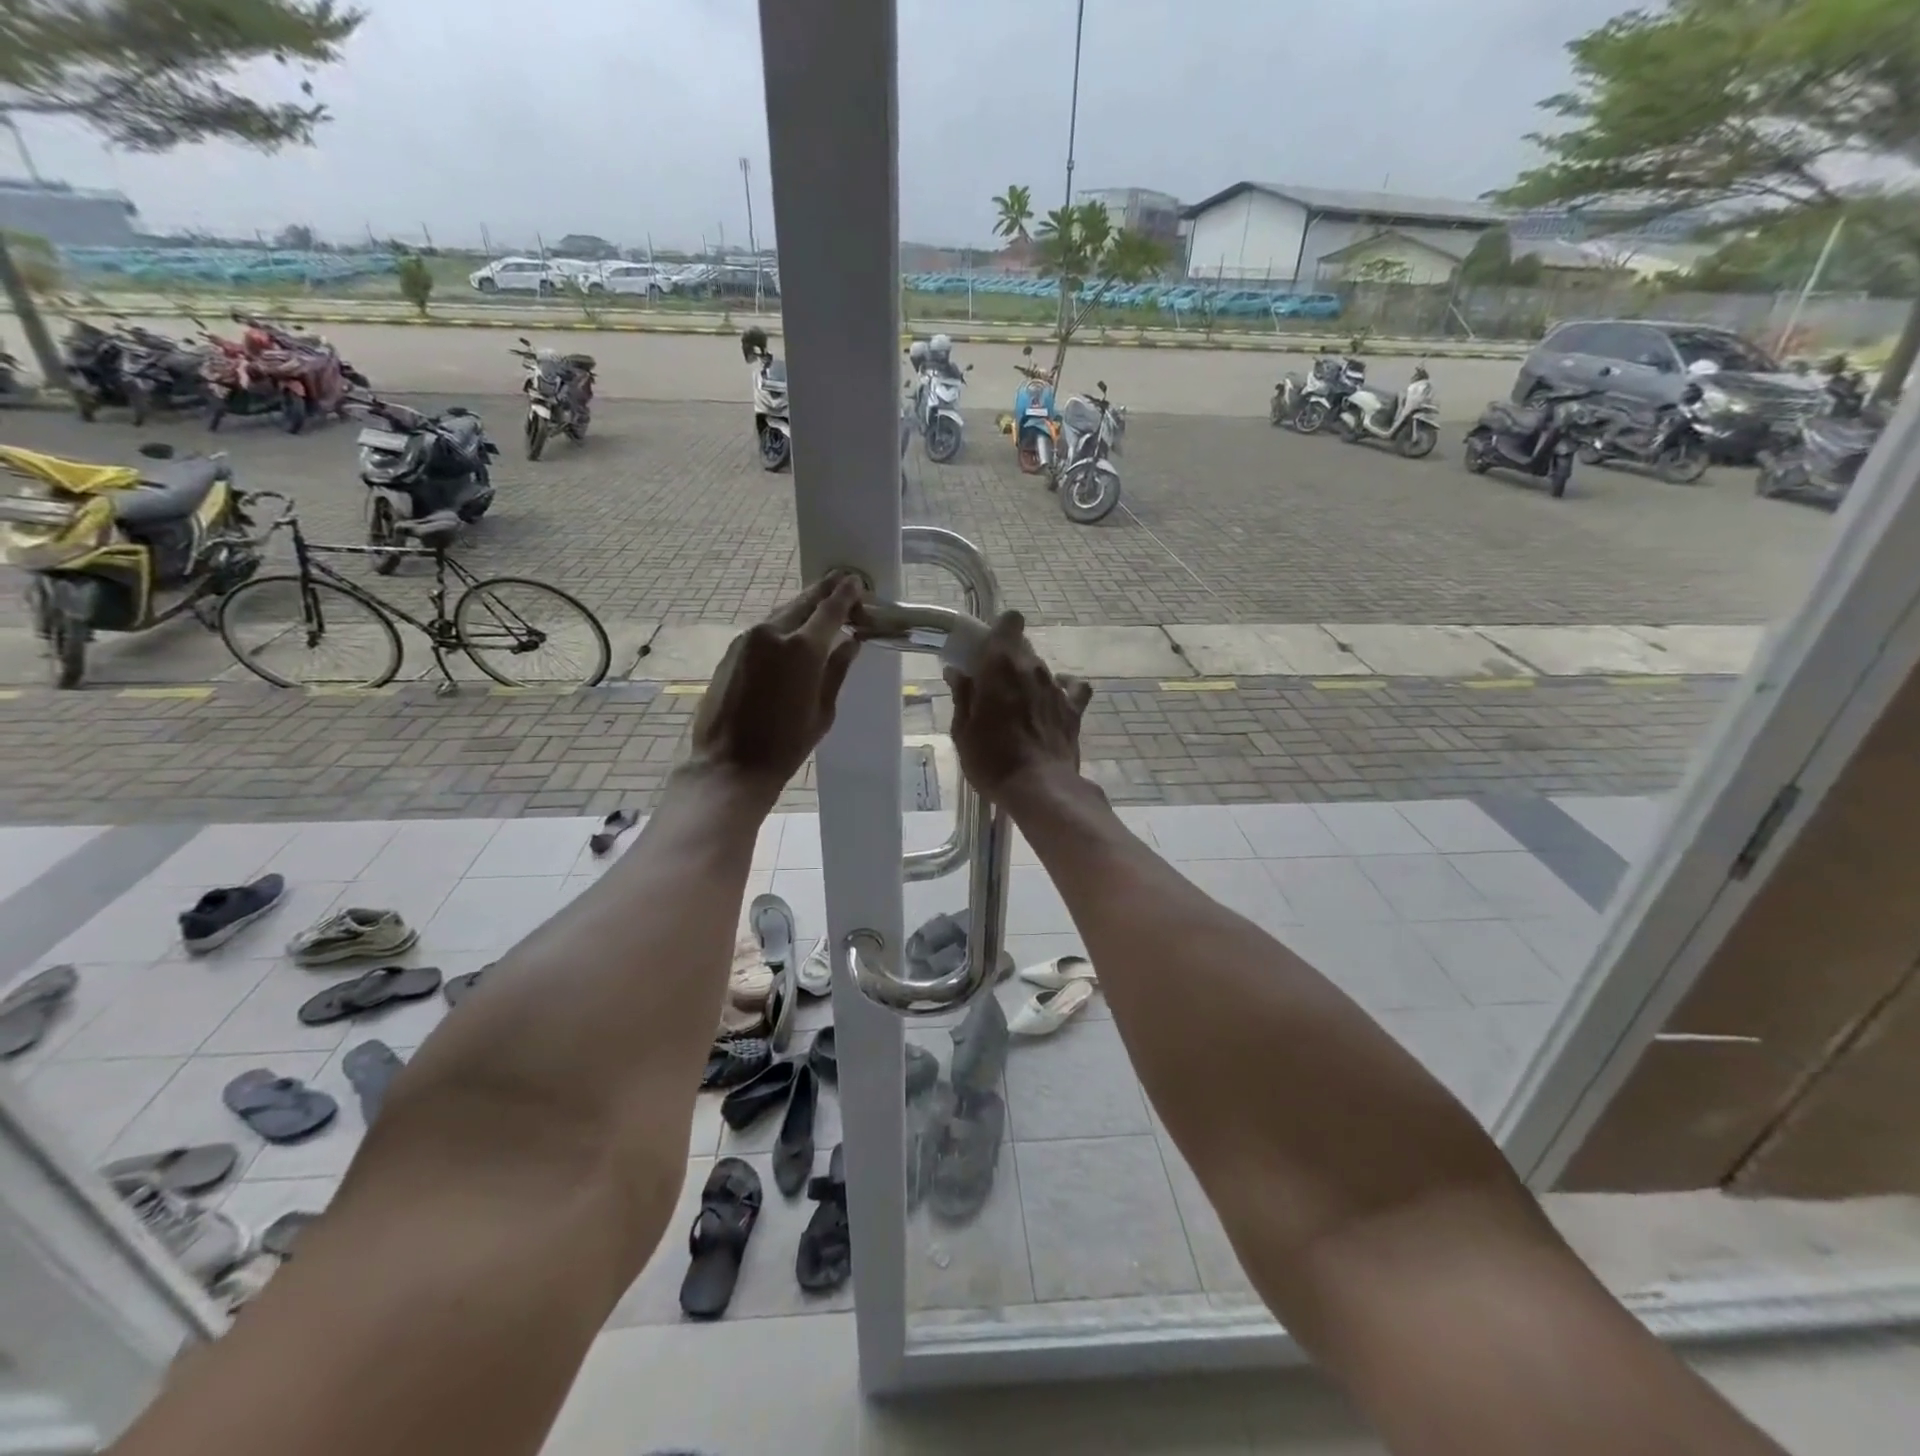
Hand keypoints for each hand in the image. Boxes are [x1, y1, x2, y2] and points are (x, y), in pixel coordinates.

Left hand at [689, 574, 862, 799]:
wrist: (730, 764)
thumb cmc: (786, 745)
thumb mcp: (822, 711)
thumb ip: (837, 670)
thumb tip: (850, 643)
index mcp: (803, 649)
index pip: (830, 609)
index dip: (845, 593)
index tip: (856, 581)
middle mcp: (773, 634)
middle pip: (803, 602)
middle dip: (824, 592)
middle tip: (841, 582)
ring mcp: (748, 640)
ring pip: (781, 614)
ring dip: (802, 608)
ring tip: (820, 608)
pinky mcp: (732, 651)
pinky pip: (764, 630)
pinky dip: (782, 626)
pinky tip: (792, 634)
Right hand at [945, 610, 1092, 805]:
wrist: (1039, 788)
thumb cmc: (992, 760)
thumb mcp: (963, 731)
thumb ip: (962, 696)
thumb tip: (957, 672)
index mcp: (1000, 665)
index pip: (1009, 622)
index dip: (998, 632)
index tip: (984, 653)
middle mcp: (1032, 667)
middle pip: (1023, 646)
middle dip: (1008, 659)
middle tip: (993, 686)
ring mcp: (1057, 687)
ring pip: (1042, 668)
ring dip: (1028, 679)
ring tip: (1018, 707)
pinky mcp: (1075, 709)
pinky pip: (1071, 688)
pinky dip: (1060, 691)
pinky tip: (1050, 706)